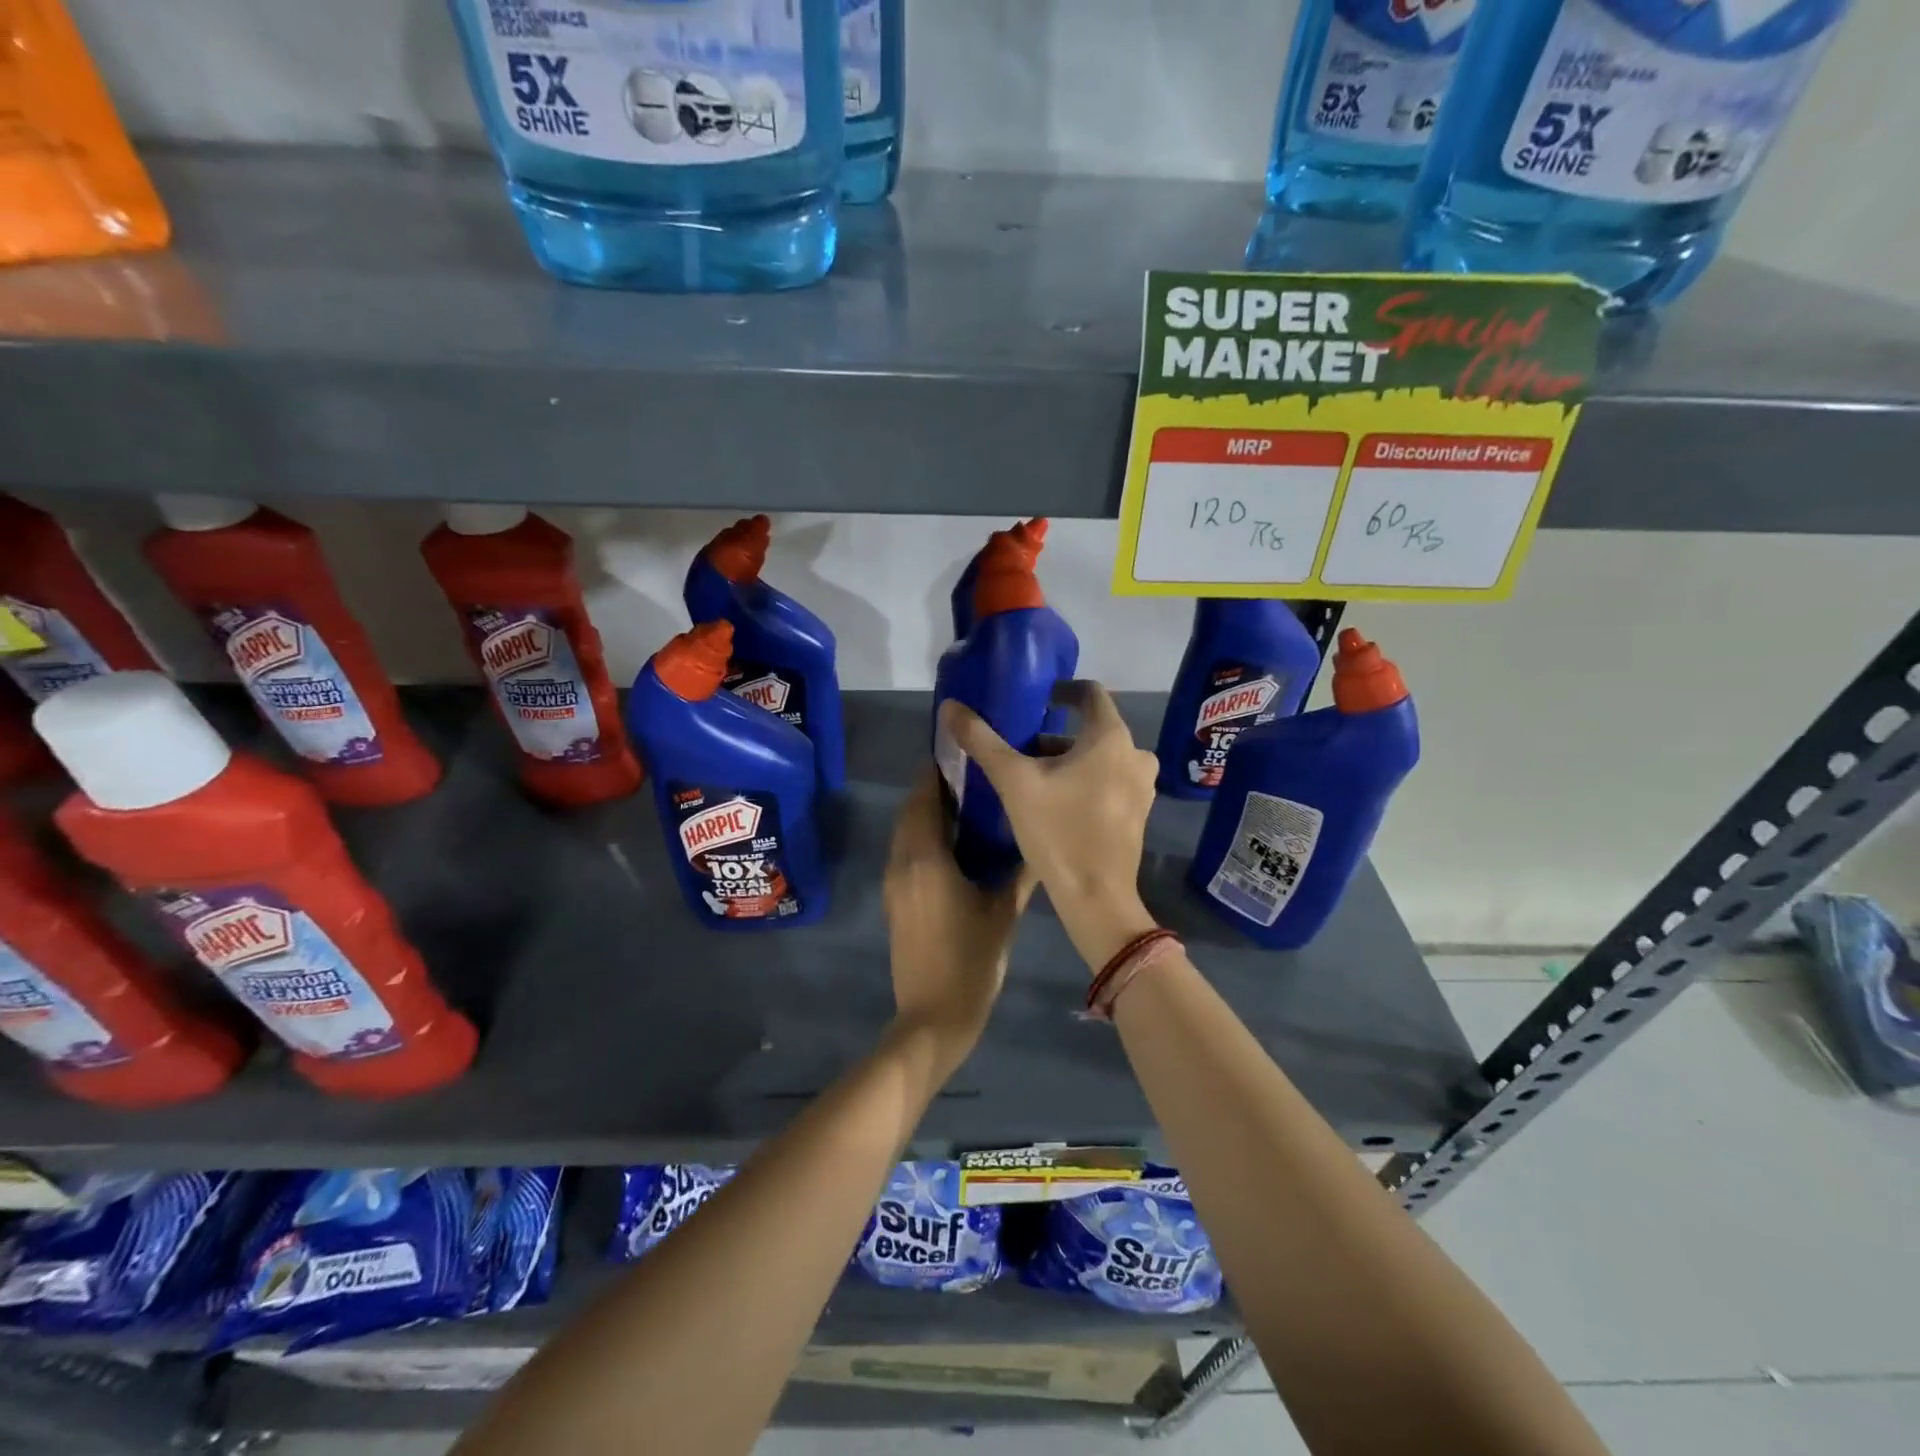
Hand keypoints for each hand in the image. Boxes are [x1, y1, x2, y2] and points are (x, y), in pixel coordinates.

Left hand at [883, 770, 1033, 1071]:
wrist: (933, 1017)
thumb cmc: (971, 961)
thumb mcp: (1004, 912)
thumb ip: (1020, 871)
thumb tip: (1038, 840)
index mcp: (925, 858)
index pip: (925, 797)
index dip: (939, 771)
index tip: (964, 754)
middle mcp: (902, 862)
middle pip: (911, 810)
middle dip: (935, 789)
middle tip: (973, 777)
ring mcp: (894, 882)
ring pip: (906, 831)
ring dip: (928, 813)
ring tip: (968, 804)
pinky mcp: (894, 900)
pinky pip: (906, 852)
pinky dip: (924, 837)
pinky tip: (956, 843)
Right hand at [938, 681, 1160, 972]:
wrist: (1097, 898)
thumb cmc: (1058, 832)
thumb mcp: (1014, 782)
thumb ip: (982, 741)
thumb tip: (951, 706)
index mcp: (1111, 738)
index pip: (1090, 693)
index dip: (1061, 691)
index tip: (1036, 700)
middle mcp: (1136, 755)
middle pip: (1092, 730)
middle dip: (1056, 735)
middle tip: (1021, 749)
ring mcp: (1142, 787)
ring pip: (1101, 758)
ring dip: (1069, 761)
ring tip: (1033, 778)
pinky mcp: (1138, 813)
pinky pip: (1110, 782)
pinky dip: (1085, 781)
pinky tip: (1056, 804)